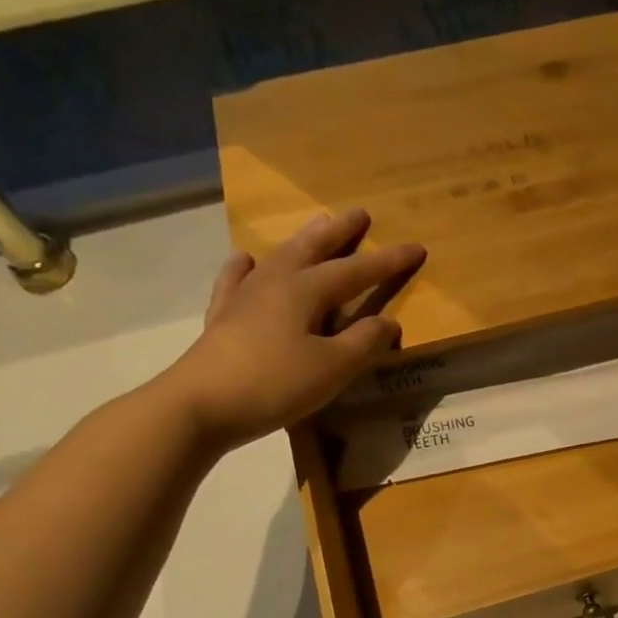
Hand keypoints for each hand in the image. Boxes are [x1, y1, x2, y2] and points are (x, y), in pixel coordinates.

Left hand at [160, 209, 424, 449]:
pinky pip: (237, 280)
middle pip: (313, 248)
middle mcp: (275, 282)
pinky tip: (246, 260)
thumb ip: (364, 342)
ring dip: (302, 241)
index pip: (356, 271)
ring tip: (315, 226)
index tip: (416, 247)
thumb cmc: (275, 384)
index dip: (388, 261)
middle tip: (359, 213)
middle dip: (339, 232)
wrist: (201, 404)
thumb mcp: (333, 368)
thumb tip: (388, 321)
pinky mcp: (223, 317)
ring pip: (279, 257)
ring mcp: (244, 297)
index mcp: (305, 291)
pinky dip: (245, 267)